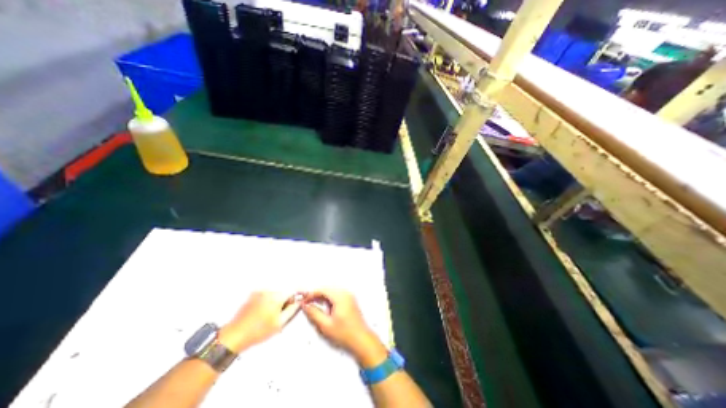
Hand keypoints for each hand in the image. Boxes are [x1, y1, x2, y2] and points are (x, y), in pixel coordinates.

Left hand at [219, 291, 301, 351]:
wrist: (234, 336)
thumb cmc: (258, 331)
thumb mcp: (279, 323)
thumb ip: (292, 310)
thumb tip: (298, 302)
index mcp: (277, 296)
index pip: (294, 289)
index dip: (299, 293)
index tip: (302, 297)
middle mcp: (269, 290)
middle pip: (284, 290)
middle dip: (287, 299)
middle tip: (284, 312)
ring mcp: (260, 292)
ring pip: (275, 292)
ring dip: (278, 299)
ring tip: (272, 314)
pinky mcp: (252, 295)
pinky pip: (266, 294)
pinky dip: (269, 300)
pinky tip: (263, 313)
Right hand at [304, 288, 388, 366]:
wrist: (361, 339)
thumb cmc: (344, 333)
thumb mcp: (325, 325)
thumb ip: (314, 313)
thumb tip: (305, 305)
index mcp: (340, 297)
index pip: (323, 290)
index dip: (311, 294)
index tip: (304, 301)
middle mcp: (345, 293)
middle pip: (328, 289)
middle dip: (316, 295)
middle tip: (307, 303)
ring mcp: (349, 296)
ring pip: (332, 292)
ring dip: (323, 297)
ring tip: (315, 306)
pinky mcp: (350, 300)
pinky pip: (337, 295)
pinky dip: (329, 299)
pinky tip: (326, 308)